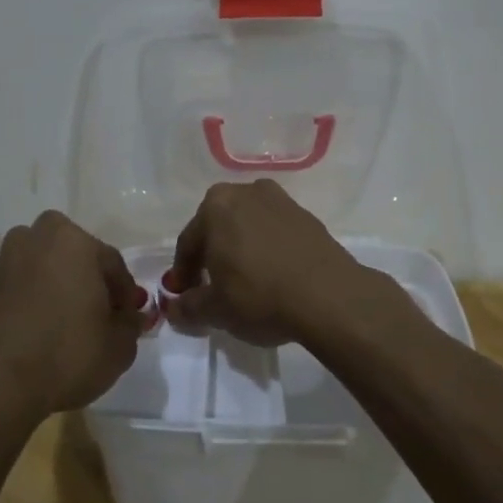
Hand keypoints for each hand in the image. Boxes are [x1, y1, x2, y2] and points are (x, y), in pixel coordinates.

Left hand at [0, 211, 146, 416]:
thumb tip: (128, 317)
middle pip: (73, 255)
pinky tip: (40, 334)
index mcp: (72, 241)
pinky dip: (33, 303)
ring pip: (43, 269)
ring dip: (57, 287)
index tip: (128, 318)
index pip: (111, 262)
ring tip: (67, 323)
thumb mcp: (119, 346)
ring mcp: (5, 265)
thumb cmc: (67, 354)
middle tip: (98, 313)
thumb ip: (130, 324)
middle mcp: (35, 241)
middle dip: (88, 278)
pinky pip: (21, 290)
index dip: (125, 293)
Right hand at [162, 180, 391, 346]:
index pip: (188, 243)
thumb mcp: (215, 309)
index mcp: (216, 206)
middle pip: (218, 228)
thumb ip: (188, 307)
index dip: (183, 273)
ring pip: (248, 228)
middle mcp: (247, 192)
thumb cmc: (259, 296)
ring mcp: (281, 201)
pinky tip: (272, 276)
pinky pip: (275, 233)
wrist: (329, 296)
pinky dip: (267, 250)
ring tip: (244, 282)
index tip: (184, 296)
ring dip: (241, 250)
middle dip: (212, 256)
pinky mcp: (308, 216)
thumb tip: (173, 307)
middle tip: (212, 288)